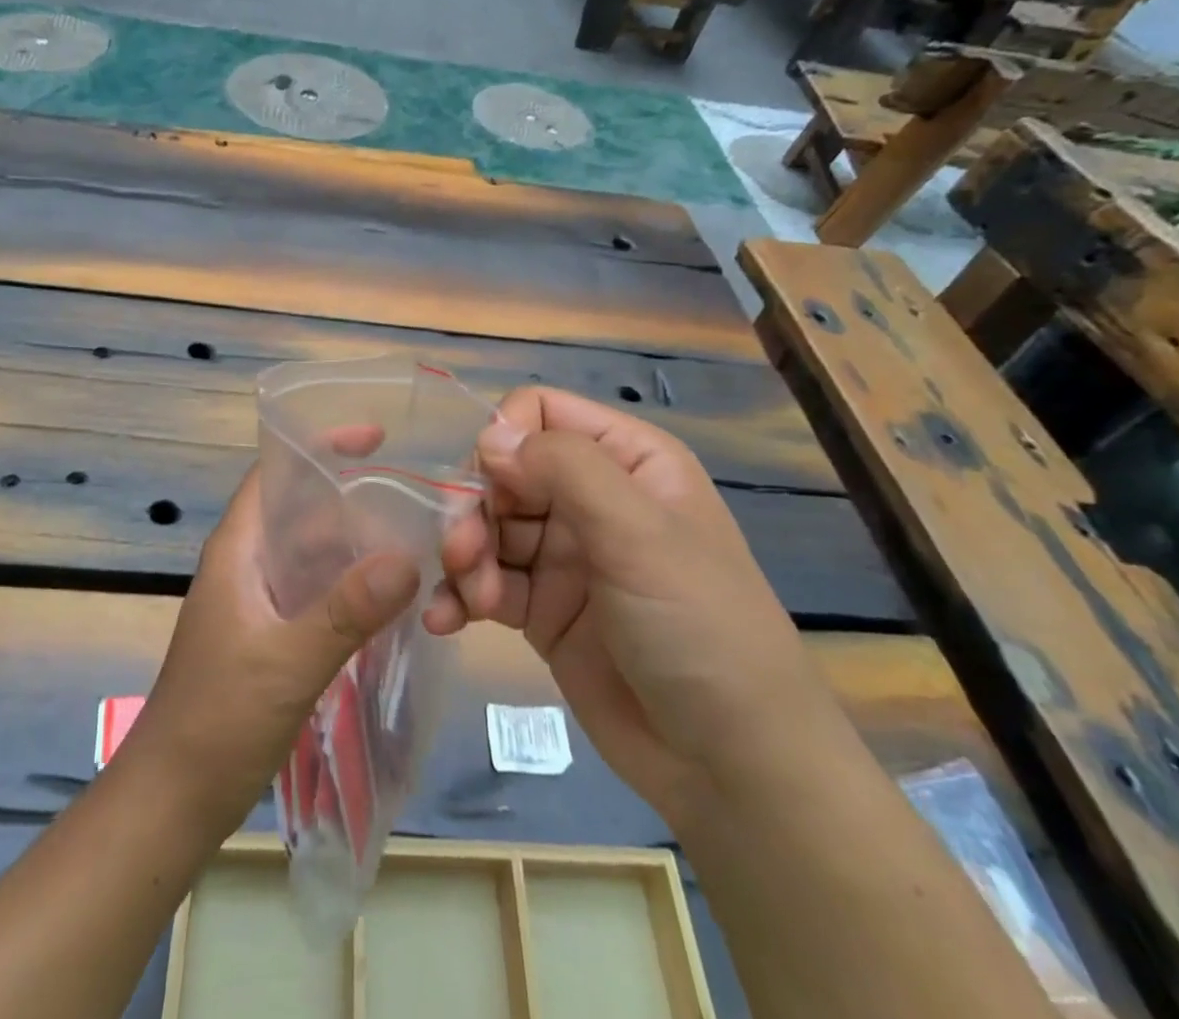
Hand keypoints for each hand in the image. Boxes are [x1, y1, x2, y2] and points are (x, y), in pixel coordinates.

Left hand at [124, 465, 420, 837]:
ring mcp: (259, 600)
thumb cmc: (218, 720)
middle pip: (302, 509)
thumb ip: (345, 611)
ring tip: (419, 533)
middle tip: (419, 490)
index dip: (319, 447)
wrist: (174, 799)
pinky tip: (393, 593)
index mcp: (238, 548)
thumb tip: (409, 558)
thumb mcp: (286, 662)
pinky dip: (351, 583)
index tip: (378, 438)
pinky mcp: (272, 634)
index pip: (275, 473)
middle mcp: (248, 563)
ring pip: (314, 552)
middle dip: (353, 495)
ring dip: (357, 542)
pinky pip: (318, 590)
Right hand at [427, 388, 845, 815]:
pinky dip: (461, 595)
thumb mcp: (640, 534)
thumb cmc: (699, 627)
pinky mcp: (543, 609)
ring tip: (470, 600)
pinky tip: (445, 620)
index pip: (540, 412)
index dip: (505, 440)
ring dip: (466, 556)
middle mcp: (591, 497)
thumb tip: (490, 436)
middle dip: (474, 508)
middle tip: (463, 555)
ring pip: (488, 527)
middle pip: (503, 471)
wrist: (732, 765)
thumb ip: (565, 469)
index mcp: (626, 460)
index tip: (490, 488)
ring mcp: (565, 555)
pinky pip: (488, 582)